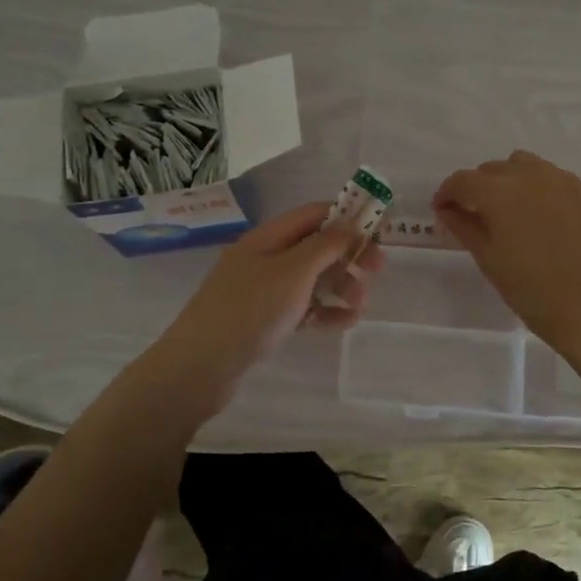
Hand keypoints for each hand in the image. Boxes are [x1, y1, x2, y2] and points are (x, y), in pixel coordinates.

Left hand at [146, 201, 383, 412]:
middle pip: (315, 246)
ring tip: (360, 305)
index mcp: (268, 237)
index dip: (346, 217)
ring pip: (312, 279)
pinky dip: (325, 311)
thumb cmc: (250, 310)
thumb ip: (325, 245)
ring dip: (340, 286)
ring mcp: (264, 290)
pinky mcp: (265, 320)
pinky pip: (303, 307)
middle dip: (348, 255)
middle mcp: (266, 258)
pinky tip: (345, 323)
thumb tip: (350, 221)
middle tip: (377, 270)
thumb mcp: (293, 272)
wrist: (201, 366)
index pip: (313, 214)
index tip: (378, 230)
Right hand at [435, 152, 580, 350]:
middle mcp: (530, 175)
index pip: (462, 181)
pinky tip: (546, 219)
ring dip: (512, 181)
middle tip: (478, 215)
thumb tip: (447, 210)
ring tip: (513, 211)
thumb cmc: (529, 288)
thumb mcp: (488, 258)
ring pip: (527, 167)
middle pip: (494, 170)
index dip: (447, 194)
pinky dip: (542, 191)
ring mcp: (563, 181)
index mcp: (498, 191)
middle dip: (480, 188)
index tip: (444, 210)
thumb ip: (464, 226)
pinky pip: (556, 180)